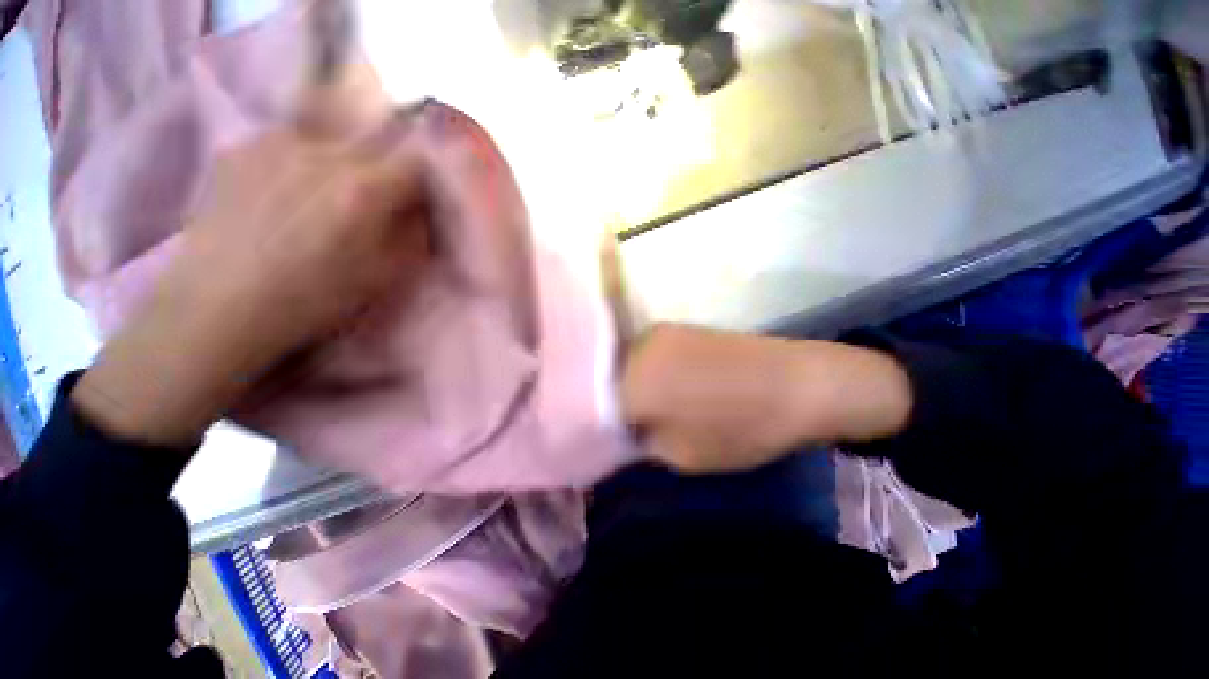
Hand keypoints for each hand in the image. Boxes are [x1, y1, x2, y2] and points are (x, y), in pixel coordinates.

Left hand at [72, 109, 429, 447]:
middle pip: (376, 139)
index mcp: (363, 189)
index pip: (416, 158)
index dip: (428, 173)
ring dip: (344, 160)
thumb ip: (413, 234)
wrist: (219, 307)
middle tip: (381, 195)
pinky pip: (291, 142)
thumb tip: (420, 207)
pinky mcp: (241, 147)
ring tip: (331, 194)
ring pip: (333, 137)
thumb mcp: (385, 275)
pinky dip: (303, 160)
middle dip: (388, 165)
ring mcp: (275, 143)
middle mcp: (321, 152)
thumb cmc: (314, 299)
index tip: (424, 192)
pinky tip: (289, 191)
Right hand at [621, 325, 912, 472]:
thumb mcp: (683, 454)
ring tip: (638, 410)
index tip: (599, 438)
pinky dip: (645, 374)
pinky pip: (646, 355)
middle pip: (605, 379)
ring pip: (624, 365)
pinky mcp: (679, 329)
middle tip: (618, 426)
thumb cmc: (742, 426)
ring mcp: (659, 332)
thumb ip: (642, 441)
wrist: (801, 383)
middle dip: (608, 404)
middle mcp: (638, 347)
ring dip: (626, 387)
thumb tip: (624, 430)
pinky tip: (661, 390)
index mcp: (633, 379)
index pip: (592, 403)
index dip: (592, 423)